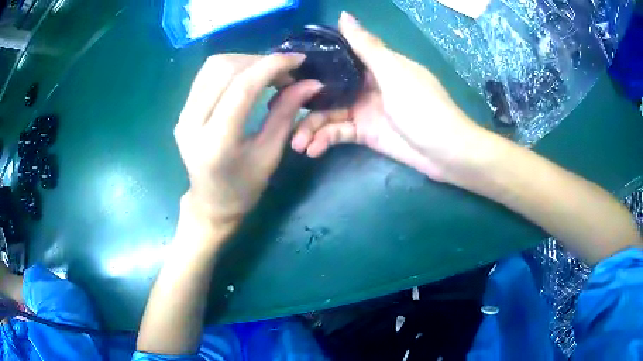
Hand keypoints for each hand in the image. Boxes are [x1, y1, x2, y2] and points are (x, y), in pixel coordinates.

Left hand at [175, 54, 322, 223]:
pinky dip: (231, 68)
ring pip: (213, 66)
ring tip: (268, 73)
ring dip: (245, 61)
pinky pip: (206, 75)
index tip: (297, 59)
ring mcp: (182, 115)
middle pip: (224, 69)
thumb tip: (310, 83)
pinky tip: (248, 77)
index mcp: (217, 142)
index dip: (271, 66)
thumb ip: (286, 113)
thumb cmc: (244, 187)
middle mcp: (192, 123)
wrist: (210, 202)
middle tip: (285, 72)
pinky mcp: (182, 111)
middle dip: (259, 61)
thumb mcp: (270, 153)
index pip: (242, 87)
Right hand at [292, 12, 485, 181]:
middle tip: (278, 113)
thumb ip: (366, 46)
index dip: (311, 63)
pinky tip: (312, 150)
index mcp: (374, 64)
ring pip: (329, 114)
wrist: (446, 152)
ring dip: (311, 128)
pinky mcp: (365, 134)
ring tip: (297, 144)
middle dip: (303, 102)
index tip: (284, 70)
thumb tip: (343, 15)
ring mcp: (364, 110)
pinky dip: (325, 140)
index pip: (335, 58)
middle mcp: (365, 84)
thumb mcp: (394, 72)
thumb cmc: (423, 107)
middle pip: (326, 88)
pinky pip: (338, 133)